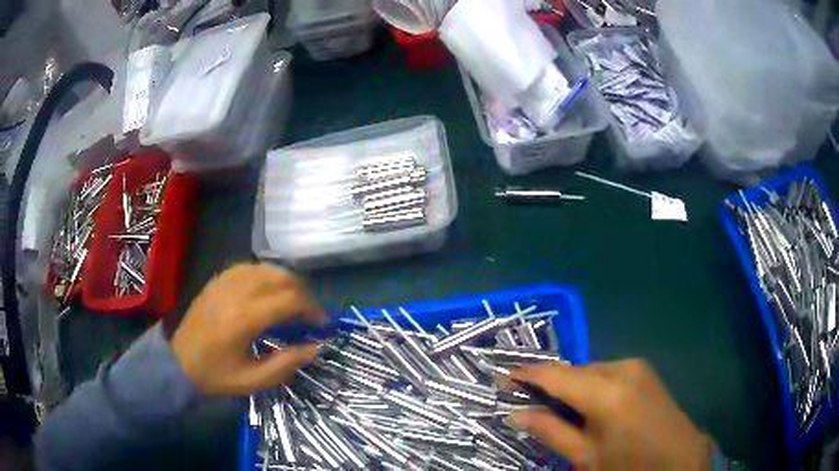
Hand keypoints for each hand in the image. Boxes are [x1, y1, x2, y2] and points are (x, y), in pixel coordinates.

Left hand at [172, 263, 325, 394]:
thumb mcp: (253, 380)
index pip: (289, 300)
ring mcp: (224, 282)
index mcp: (243, 319)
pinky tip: (270, 289)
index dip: (312, 309)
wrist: (179, 362)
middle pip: (281, 278)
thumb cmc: (216, 375)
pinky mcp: (217, 280)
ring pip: (267, 268)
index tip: (322, 324)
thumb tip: (316, 347)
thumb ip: (286, 363)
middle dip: (304, 293)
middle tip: (310, 313)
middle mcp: (235, 292)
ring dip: (287, 281)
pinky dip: (267, 275)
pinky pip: (249, 267)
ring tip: (294, 301)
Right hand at [509, 359, 712, 469]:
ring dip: (570, 384)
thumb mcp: (585, 456)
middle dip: (549, 382)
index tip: (502, 377)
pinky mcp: (644, 370)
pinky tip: (586, 404)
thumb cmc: (629, 464)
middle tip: (526, 398)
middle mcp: (621, 368)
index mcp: (606, 392)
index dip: (526, 374)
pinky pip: (606, 372)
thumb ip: (550, 431)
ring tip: (556, 406)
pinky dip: (590, 384)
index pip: (555, 375)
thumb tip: (517, 414)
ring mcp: (636, 365)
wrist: (678, 458)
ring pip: (590, 370)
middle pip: (573, 370)